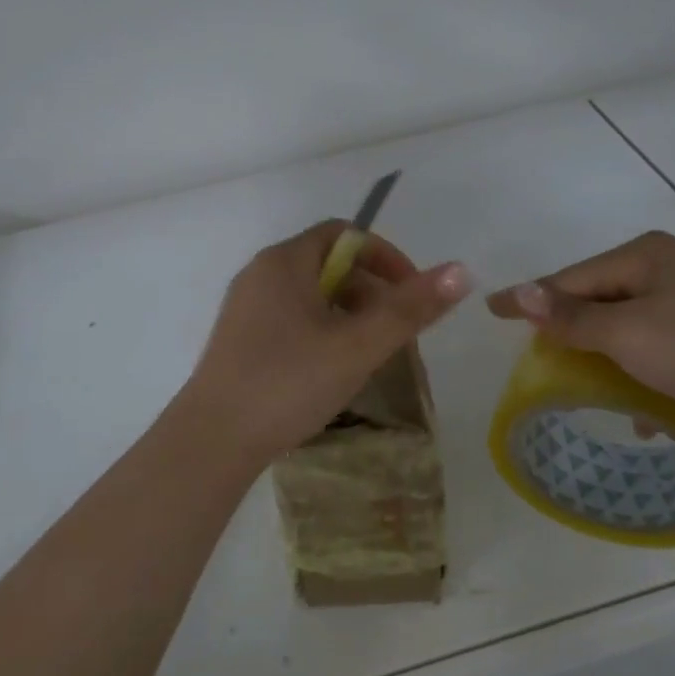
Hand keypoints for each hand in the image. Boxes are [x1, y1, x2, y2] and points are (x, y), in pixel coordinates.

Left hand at [181, 221, 472, 461]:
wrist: (212, 441)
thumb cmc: (289, 383)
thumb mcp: (358, 346)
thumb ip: (410, 308)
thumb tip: (462, 271)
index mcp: (285, 262)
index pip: (344, 234)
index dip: (385, 256)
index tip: (412, 293)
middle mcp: (261, 274)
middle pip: (328, 263)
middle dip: (371, 289)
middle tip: (395, 330)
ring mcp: (246, 308)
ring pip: (310, 294)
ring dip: (348, 313)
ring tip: (369, 353)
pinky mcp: (239, 339)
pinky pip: (291, 318)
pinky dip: (322, 330)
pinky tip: (332, 369)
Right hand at [486, 231, 674, 443]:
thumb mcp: (628, 334)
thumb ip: (570, 317)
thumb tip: (517, 292)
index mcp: (645, 254)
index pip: (571, 278)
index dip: (530, 299)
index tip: (490, 312)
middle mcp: (669, 268)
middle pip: (599, 299)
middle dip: (570, 331)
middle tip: (538, 358)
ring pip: (628, 327)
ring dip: (605, 358)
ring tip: (585, 389)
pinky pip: (659, 348)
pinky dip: (642, 373)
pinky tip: (643, 412)